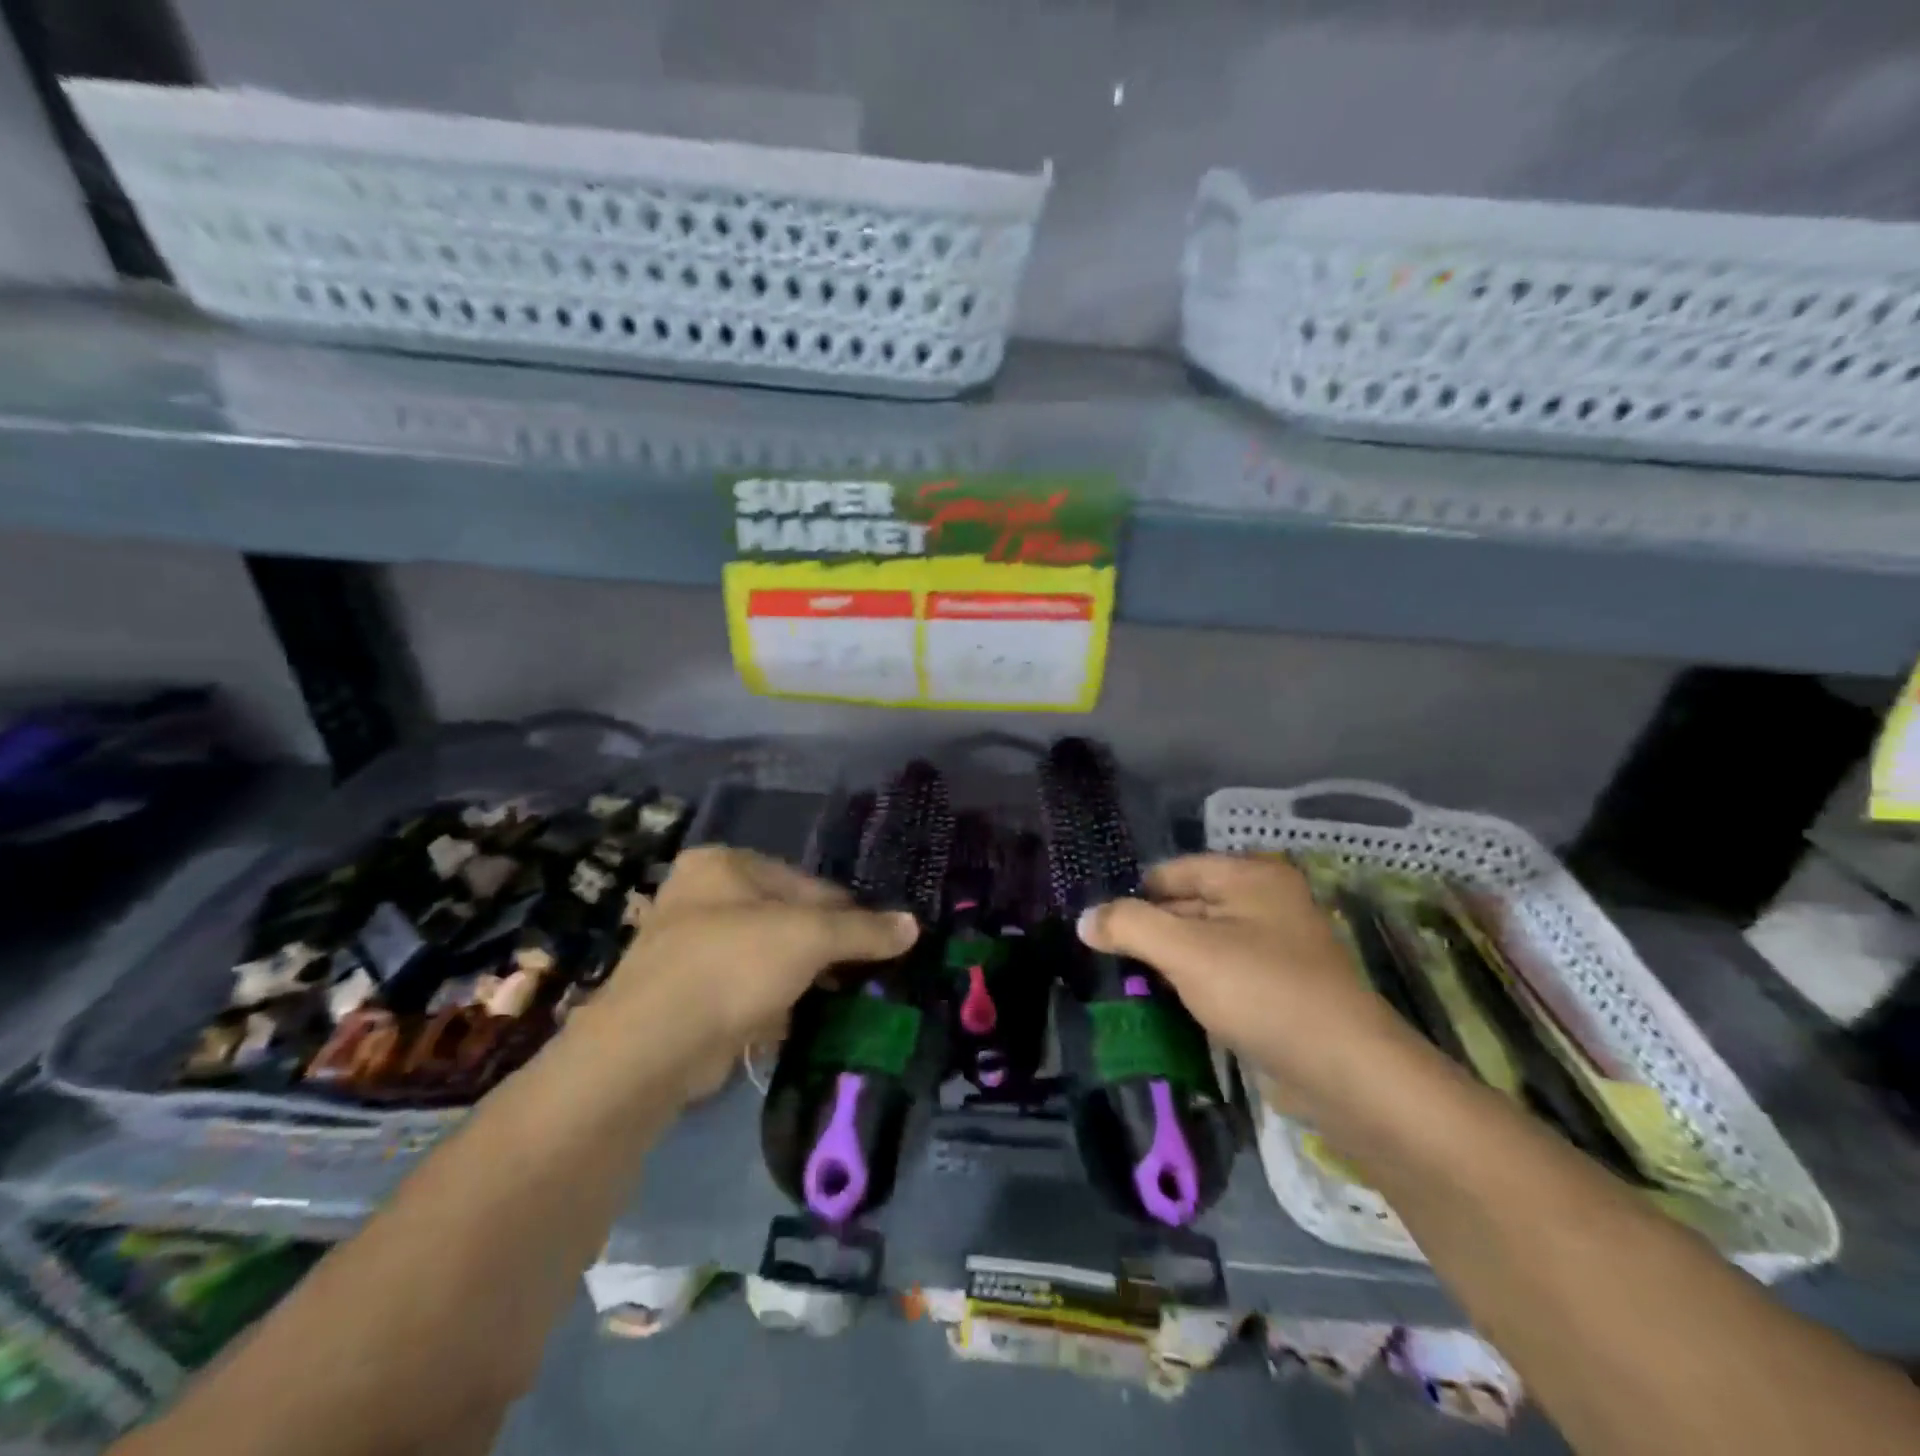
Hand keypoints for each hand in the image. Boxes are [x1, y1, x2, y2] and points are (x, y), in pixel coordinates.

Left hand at [582, 847, 917, 1098]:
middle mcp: (701, 896)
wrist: (653, 1045)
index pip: (805, 883)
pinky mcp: (685, 996)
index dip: (846, 913)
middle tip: (864, 974)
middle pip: (785, 918)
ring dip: (801, 978)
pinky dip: (773, 1003)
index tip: (881, 942)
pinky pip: (745, 991)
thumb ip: (863, 931)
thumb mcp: (809, 938)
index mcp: (723, 864)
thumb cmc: (733, 964)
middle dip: (823, 948)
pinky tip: (802, 1021)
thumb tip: (913, 925)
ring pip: (766, 957)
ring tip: (843, 999)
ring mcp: (688, 948)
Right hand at [1076, 854, 1414, 1118]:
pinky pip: (1222, 973)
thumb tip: (1085, 920)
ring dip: (1169, 962)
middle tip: (1106, 960)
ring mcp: (1275, 945)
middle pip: (1186, 904)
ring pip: (1203, 943)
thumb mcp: (1185, 951)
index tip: (1098, 929)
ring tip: (1127, 984)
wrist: (1345, 1072)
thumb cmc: (1261, 991)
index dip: (1133, 897)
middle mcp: (1265, 900)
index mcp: (1249, 875)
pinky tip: (1168, 1006)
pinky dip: (1195, 985)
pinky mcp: (1278, 987)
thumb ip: (1129, 926)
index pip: (1171, 871)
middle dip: (1149, 931)